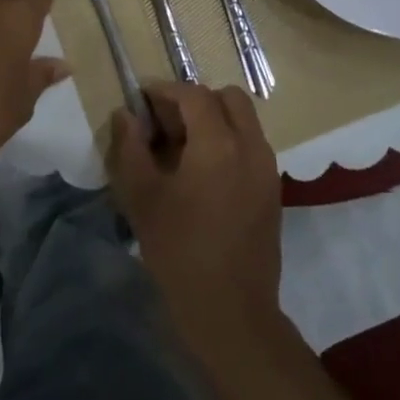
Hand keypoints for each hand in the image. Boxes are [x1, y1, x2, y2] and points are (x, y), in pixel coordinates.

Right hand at [108, 82, 283, 334]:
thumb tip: (126, 115)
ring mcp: (268, 168)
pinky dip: (228, 141)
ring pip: (244, 120)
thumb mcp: (141, 197)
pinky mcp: (273, 189)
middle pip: (228, 98)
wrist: (229, 309)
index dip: (165, 91)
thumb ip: (130, 148)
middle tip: (165, 124)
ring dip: (214, 119)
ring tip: (181, 148)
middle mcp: (251, 147)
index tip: (141, 100)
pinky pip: (251, 145)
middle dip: (195, 100)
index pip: (194, 95)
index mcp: (218, 144)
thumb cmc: (178, 251)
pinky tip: (201, 173)